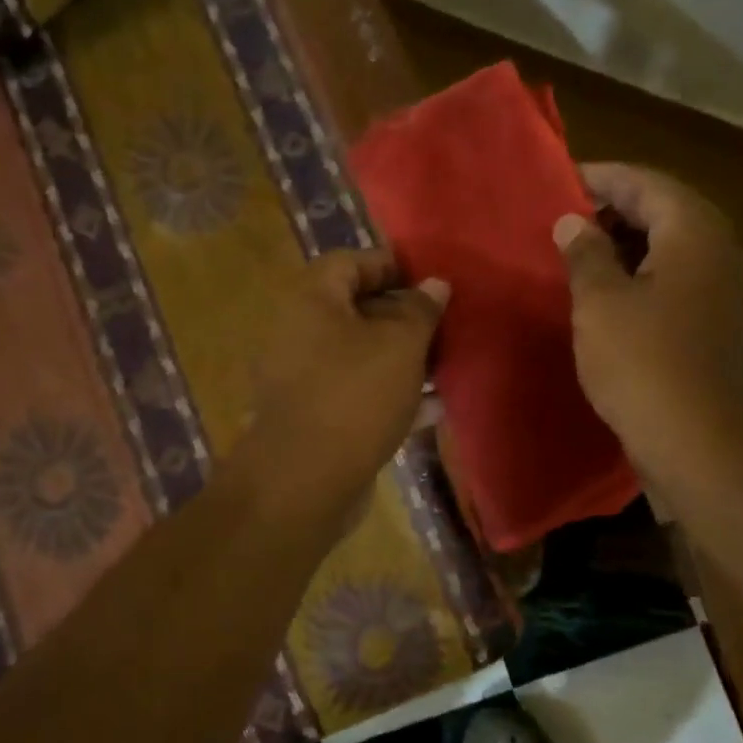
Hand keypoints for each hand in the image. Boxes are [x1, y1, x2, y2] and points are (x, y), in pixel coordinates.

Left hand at [241, 248, 447, 515]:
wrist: (305, 480)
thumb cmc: (355, 395)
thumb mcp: (400, 344)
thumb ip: (420, 310)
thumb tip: (435, 284)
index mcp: (311, 300)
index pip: (351, 262)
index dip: (392, 266)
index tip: (431, 282)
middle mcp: (298, 333)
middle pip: (355, 310)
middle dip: (402, 316)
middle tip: (444, 326)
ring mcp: (302, 378)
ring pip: (359, 355)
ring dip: (400, 358)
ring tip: (444, 364)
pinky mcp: (313, 416)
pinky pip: (355, 392)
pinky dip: (388, 393)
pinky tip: (429, 406)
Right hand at [554, 162, 742, 470]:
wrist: (692, 436)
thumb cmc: (640, 360)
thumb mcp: (599, 301)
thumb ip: (585, 253)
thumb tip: (573, 223)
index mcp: (694, 233)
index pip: (647, 183)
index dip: (603, 178)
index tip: (562, 180)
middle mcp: (719, 250)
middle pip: (666, 208)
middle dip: (616, 207)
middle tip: (568, 215)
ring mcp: (723, 287)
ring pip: (673, 244)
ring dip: (629, 240)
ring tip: (581, 249)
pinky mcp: (716, 319)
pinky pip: (677, 275)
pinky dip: (644, 270)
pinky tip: (610, 288)